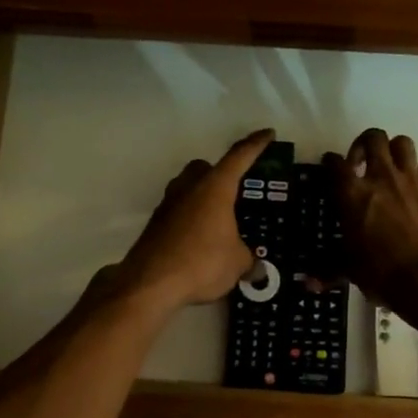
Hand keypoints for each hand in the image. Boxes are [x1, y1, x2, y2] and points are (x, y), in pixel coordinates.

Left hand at [114, 130, 275, 314]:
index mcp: (215, 187)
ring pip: (188, 188)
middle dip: (220, 173)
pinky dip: (190, 219)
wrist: (150, 283)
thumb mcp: (237, 262)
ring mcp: (168, 204)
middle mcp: (190, 187)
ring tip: (218, 220)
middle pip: (205, 168)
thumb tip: (253, 267)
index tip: (268, 134)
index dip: (256, 144)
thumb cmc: (202, 262)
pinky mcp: (156, 224)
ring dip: (202, 197)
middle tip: (236, 190)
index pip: (240, 156)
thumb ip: (248, 259)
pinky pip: (178, 212)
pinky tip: (200, 241)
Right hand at [324, 129, 417, 312]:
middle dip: (365, 143)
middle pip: (373, 138)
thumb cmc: (383, 273)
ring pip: (402, 142)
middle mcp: (381, 176)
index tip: (331, 165)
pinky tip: (417, 188)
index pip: (335, 164)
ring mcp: (411, 178)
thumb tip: (308, 285)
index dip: (331, 162)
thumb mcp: (351, 270)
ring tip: (392, 167)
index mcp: (352, 194)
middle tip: (363, 162)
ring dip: (394, 150)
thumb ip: (329, 271)